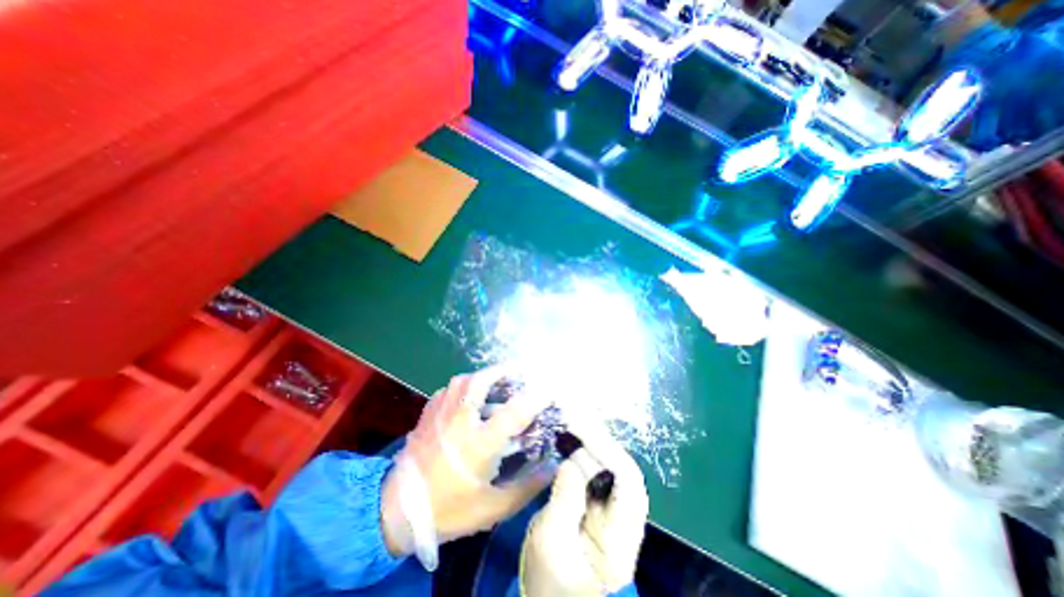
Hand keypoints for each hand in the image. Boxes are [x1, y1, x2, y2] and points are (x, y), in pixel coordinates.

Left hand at [380, 367, 546, 564]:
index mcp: (479, 443)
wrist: (396, 512)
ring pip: (463, 380)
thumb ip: (526, 487)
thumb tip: (552, 466)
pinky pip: (448, 389)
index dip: (535, 398)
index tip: (549, 391)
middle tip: (518, 370)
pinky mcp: (427, 414)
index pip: (514, 412)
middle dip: (503, 371)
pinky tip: (468, 395)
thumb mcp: (493, 508)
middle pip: (482, 382)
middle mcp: (460, 420)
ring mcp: (441, 414)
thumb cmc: (449, 510)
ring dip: (483, 376)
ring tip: (495, 380)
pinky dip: (463, 386)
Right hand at [517, 422, 642, 593]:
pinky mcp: (597, 501)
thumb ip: (564, 501)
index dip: (606, 446)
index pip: (627, 477)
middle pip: (618, 463)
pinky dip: (581, 449)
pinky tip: (568, 435)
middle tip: (572, 411)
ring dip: (589, 437)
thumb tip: (571, 460)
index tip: (580, 425)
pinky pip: (593, 468)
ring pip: (607, 462)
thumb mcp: (552, 545)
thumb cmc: (553, 583)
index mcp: (623, 531)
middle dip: (597, 435)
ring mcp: (611, 505)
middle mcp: (624, 512)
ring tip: (569, 416)